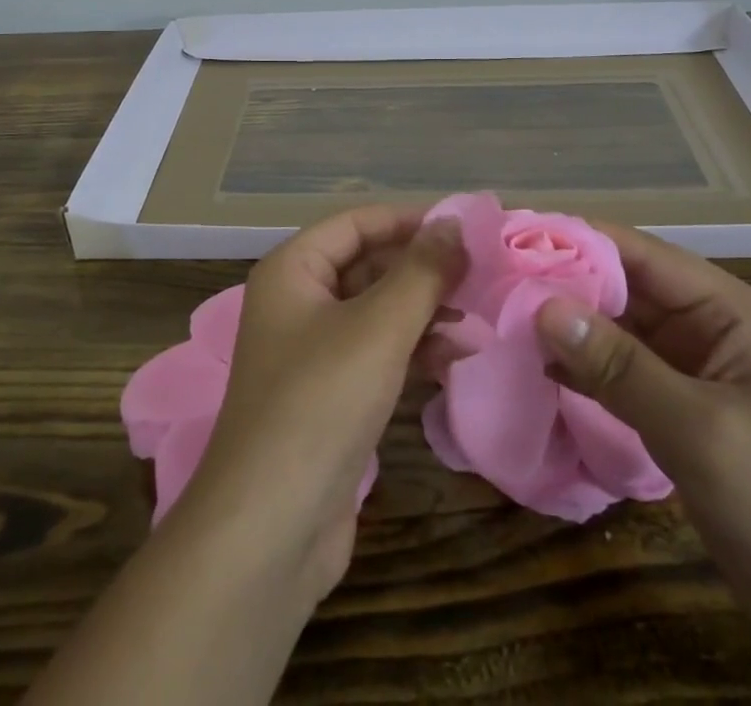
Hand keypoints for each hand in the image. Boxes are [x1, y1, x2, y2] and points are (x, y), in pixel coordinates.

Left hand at [31, 208, 463, 705]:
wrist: (270, 530)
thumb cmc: (320, 403)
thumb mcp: (378, 327)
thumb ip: (421, 271)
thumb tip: (454, 223)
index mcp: (292, 271)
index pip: (356, 224)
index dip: (408, 221)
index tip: (464, 228)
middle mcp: (297, 302)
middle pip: (367, 265)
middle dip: (421, 270)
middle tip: (480, 274)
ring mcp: (312, 353)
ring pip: (377, 312)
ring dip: (424, 312)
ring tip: (477, 319)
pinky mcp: (330, 397)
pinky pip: (377, 353)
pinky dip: (414, 350)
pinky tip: (456, 358)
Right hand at [533, 225, 750, 704]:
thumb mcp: (704, 431)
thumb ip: (621, 366)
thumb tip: (543, 306)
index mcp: (725, 308)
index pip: (635, 251)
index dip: (571, 239)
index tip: (506, 238)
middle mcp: (705, 326)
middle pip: (620, 287)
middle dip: (558, 283)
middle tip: (486, 283)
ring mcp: (691, 371)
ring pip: (614, 330)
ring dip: (563, 327)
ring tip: (495, 318)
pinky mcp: (679, 413)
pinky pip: (618, 375)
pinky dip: (578, 370)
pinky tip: (532, 370)